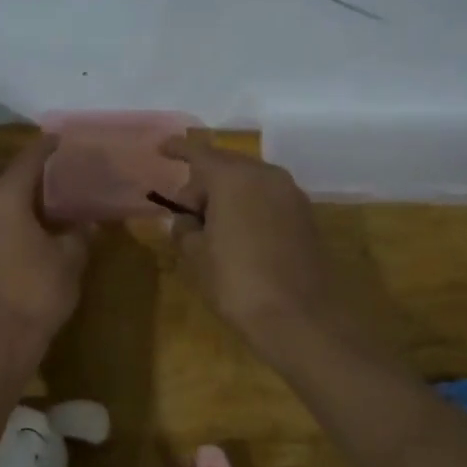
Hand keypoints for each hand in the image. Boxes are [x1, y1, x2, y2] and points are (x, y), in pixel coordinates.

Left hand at [0, 135, 89, 345]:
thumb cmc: (36, 292)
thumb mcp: (70, 258)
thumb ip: (81, 232)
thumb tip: (90, 221)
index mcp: (5, 196)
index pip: (29, 158)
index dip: (49, 146)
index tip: (65, 140)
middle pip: (0, 169)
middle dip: (25, 165)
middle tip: (55, 171)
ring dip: (13, 188)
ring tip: (46, 197)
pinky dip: (5, 208)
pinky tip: (30, 222)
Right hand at [162, 136, 338, 354]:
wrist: (299, 316)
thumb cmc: (236, 281)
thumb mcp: (196, 255)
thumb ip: (185, 228)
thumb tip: (188, 220)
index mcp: (233, 177)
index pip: (199, 152)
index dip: (177, 149)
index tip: (161, 149)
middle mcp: (266, 175)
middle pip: (226, 166)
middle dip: (202, 183)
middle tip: (185, 214)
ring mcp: (291, 194)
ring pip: (249, 182)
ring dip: (227, 196)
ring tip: (212, 228)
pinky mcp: (305, 216)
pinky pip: (267, 199)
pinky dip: (249, 207)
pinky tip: (239, 235)